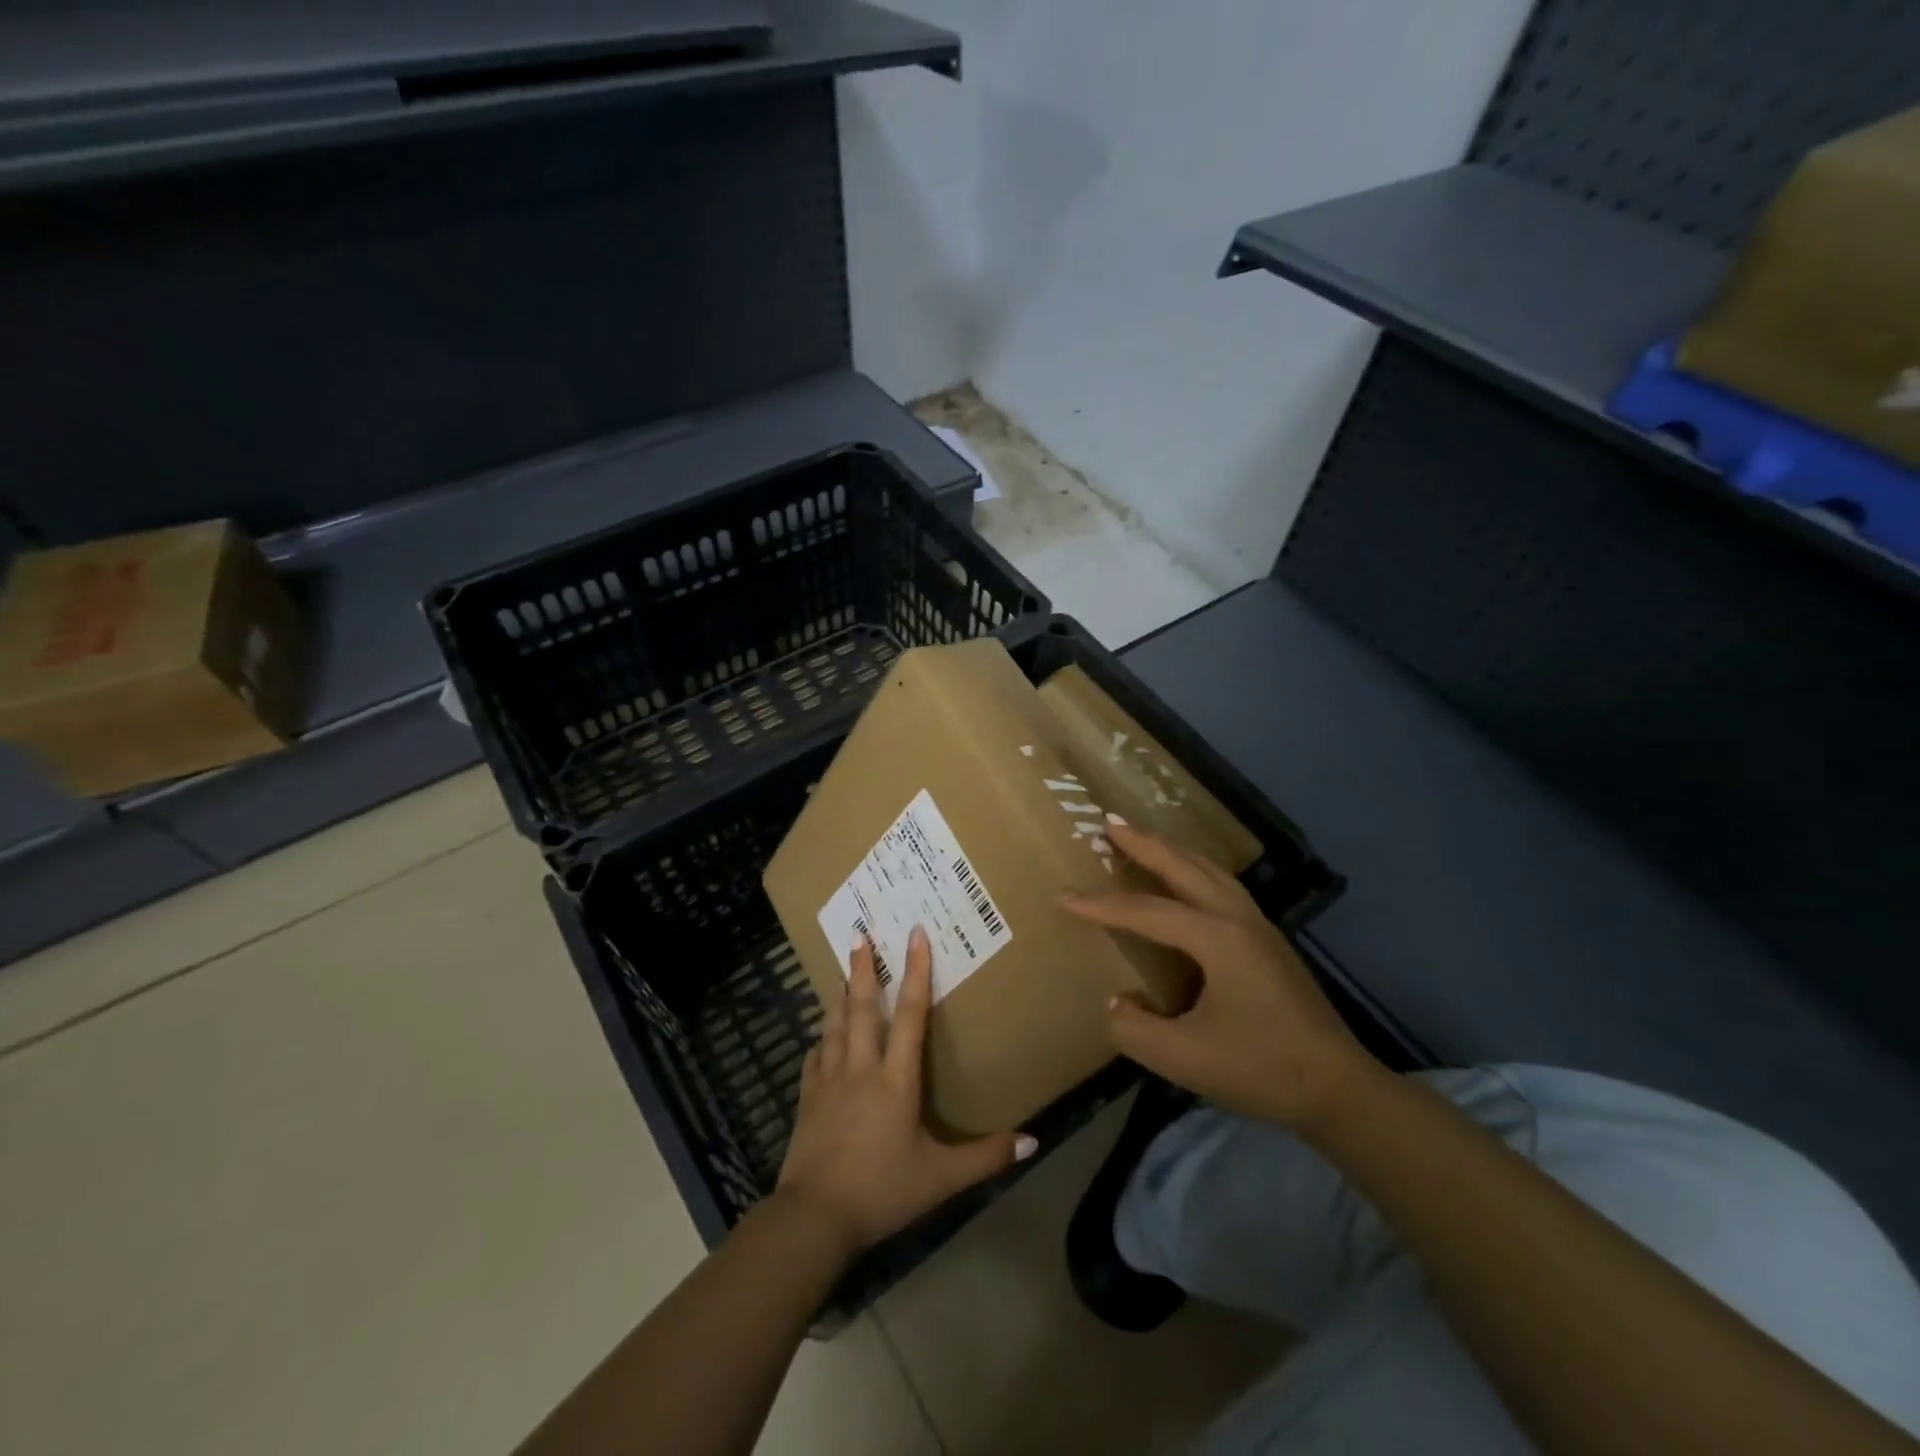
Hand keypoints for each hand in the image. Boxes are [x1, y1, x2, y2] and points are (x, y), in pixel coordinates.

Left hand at [775, 926, 1034, 1253]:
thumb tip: (1033, 1141)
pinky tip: (821, 1036)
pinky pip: (814, 1057)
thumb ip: (985, 1157)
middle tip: (859, 933)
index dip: (916, 972)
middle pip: (862, 1008)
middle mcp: (861, 1068)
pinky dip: (820, 1039)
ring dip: (840, 995)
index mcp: (895, 1079)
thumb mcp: (941, 1178)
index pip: (909, 1014)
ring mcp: (828, 1081)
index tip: (915, 935)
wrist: (814, 1217)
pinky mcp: (807, 1098)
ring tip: (842, 969)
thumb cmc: (882, 1191)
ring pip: (835, 1025)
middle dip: (863, 968)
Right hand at [1062, 822, 1380, 1135]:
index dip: (1101, 906)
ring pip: (1209, 871)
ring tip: (1144, 839)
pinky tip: (1188, 881)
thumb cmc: (1262, 1069)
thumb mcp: (1185, 1059)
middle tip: (1109, 822)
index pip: (1146, 912)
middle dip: (1144, 843)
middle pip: (1183, 867)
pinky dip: (1195, 870)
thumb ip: (1135, 1030)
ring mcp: (1259, 927)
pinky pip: (1223, 886)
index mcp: (1217, 938)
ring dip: (1172, 851)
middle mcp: (1237, 919)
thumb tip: (1115, 1003)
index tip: (1063, 896)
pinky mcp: (1269, 942)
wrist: (1340, 1088)